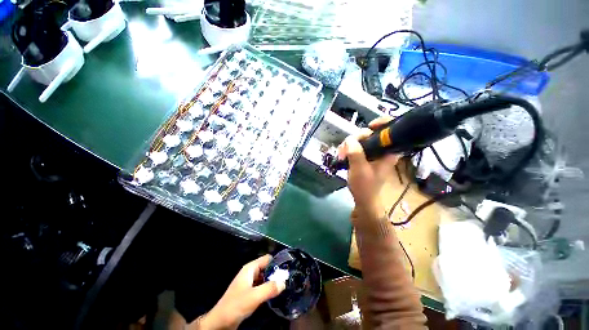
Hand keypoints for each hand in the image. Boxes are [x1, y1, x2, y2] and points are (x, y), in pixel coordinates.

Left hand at [193, 255, 285, 329]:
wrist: (220, 322)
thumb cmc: (236, 305)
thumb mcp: (254, 296)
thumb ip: (269, 288)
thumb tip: (284, 282)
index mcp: (250, 268)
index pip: (267, 259)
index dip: (277, 261)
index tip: (288, 268)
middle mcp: (250, 272)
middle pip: (267, 267)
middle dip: (276, 272)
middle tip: (288, 278)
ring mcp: (249, 282)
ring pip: (265, 277)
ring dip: (273, 281)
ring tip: (285, 285)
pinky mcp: (249, 292)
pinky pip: (262, 286)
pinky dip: (268, 288)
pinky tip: (275, 293)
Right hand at [338, 116, 399, 218]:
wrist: (362, 199)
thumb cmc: (365, 186)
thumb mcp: (360, 169)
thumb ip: (355, 153)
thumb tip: (349, 139)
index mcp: (389, 152)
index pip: (392, 130)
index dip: (382, 122)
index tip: (369, 126)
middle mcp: (382, 150)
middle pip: (371, 133)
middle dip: (356, 138)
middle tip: (345, 149)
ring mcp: (373, 153)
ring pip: (361, 140)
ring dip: (349, 145)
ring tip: (341, 155)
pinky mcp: (365, 157)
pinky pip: (356, 146)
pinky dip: (348, 149)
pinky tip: (342, 156)